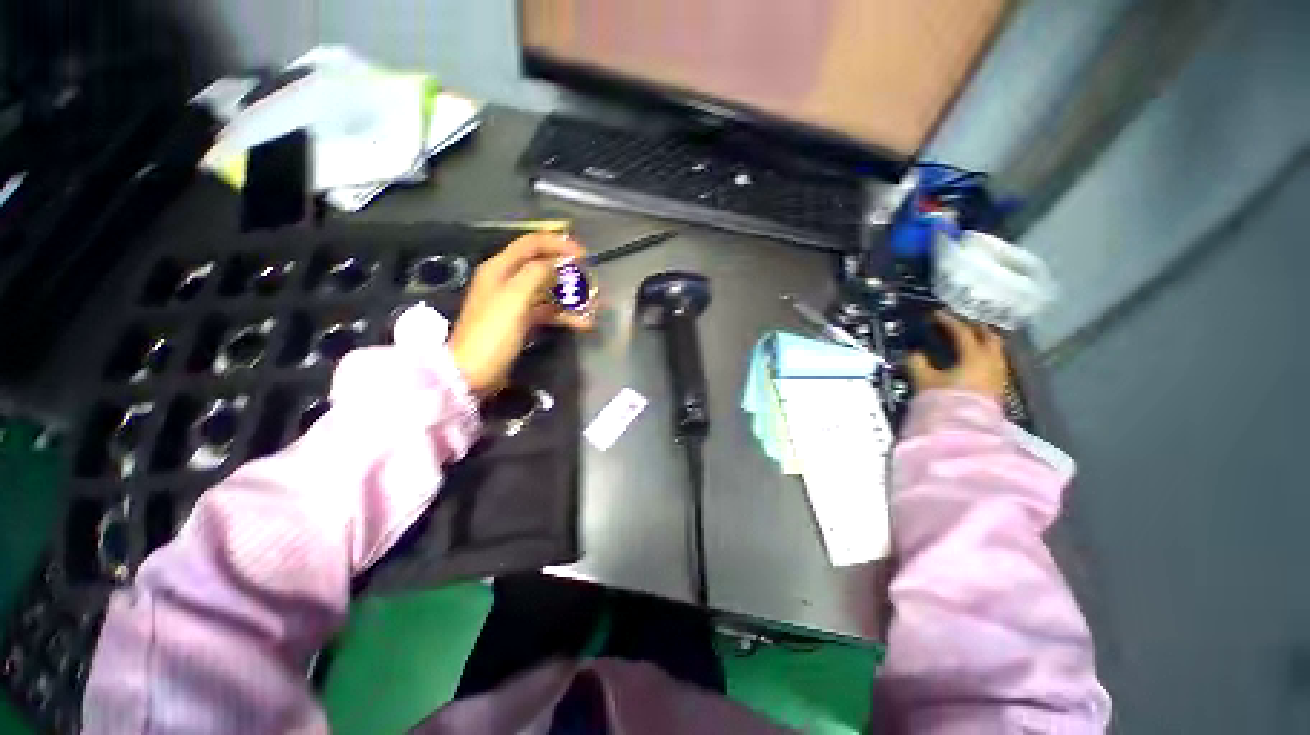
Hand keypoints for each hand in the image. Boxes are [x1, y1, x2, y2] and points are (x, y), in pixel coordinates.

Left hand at [448, 233, 592, 395]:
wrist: (473, 373)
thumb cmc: (492, 333)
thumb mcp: (514, 298)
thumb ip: (537, 274)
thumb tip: (559, 264)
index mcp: (500, 268)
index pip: (532, 243)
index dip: (558, 244)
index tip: (584, 255)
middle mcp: (507, 281)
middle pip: (543, 267)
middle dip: (569, 273)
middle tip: (590, 283)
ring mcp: (515, 303)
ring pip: (549, 291)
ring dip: (571, 297)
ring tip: (594, 306)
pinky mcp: (522, 321)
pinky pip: (548, 311)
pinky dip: (565, 316)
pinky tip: (583, 324)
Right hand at [907, 312, 1008, 402]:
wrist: (963, 430)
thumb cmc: (944, 401)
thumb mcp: (924, 381)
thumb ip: (918, 364)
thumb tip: (915, 354)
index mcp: (974, 356)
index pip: (962, 332)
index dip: (948, 321)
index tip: (936, 314)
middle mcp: (991, 362)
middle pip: (989, 337)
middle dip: (975, 328)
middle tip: (960, 323)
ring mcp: (998, 376)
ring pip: (995, 351)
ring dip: (983, 342)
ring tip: (969, 341)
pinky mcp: (998, 389)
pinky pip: (995, 364)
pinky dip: (985, 357)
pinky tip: (974, 362)